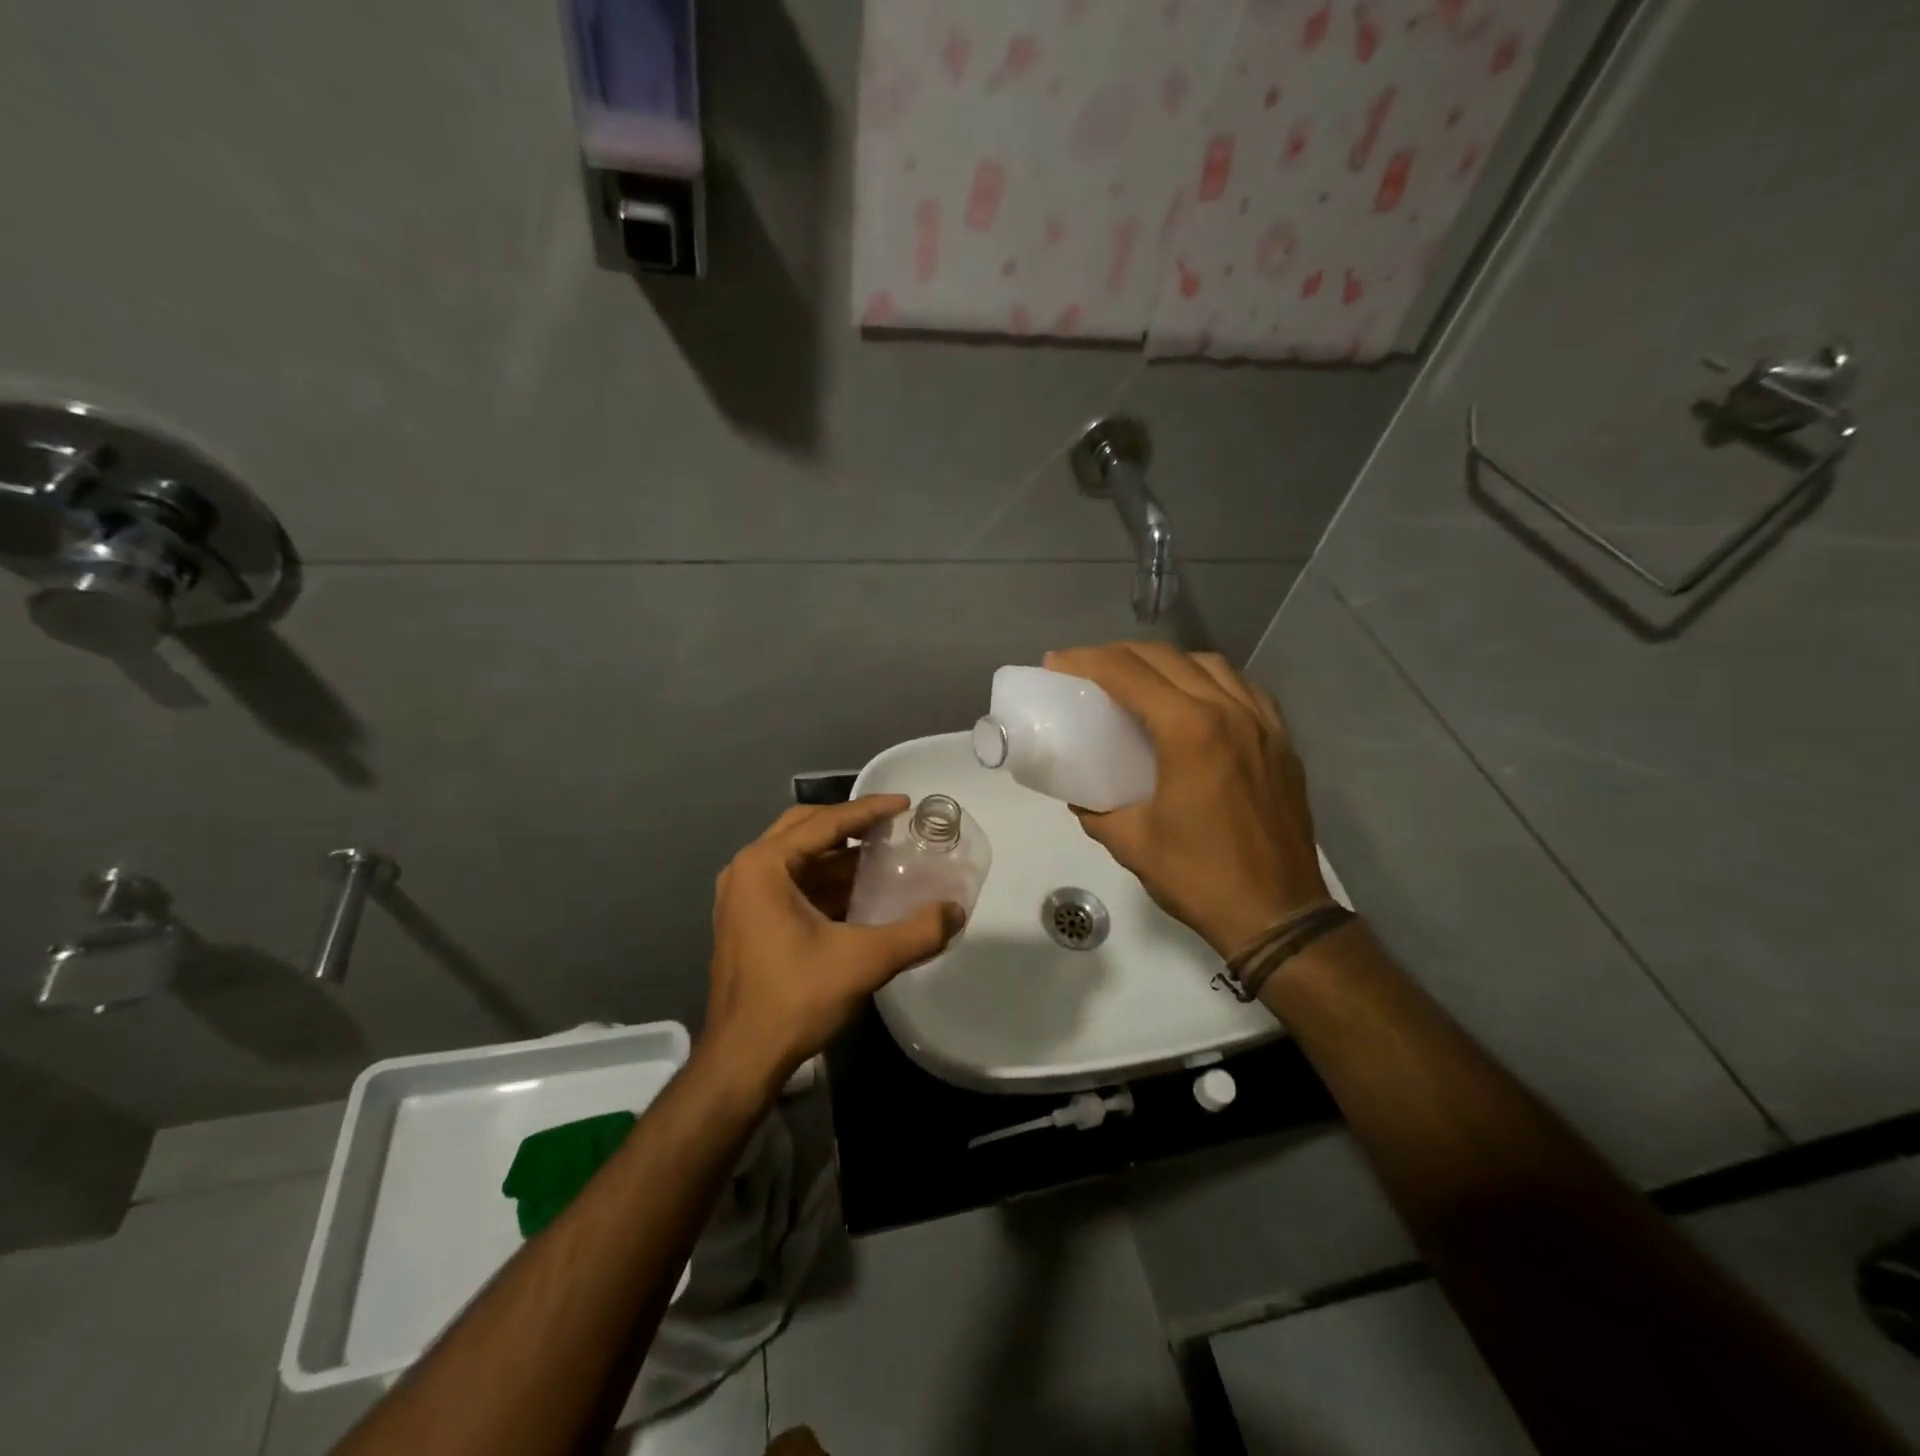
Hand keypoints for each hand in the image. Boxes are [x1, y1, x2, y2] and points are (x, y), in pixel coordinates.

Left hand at [704, 796, 963, 1088]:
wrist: (742, 1060)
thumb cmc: (795, 999)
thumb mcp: (864, 962)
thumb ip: (916, 933)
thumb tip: (957, 911)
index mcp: (764, 866)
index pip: (825, 822)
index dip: (869, 810)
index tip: (905, 803)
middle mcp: (747, 871)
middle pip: (806, 829)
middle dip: (850, 825)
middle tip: (891, 826)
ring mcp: (742, 897)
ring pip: (798, 858)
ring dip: (839, 856)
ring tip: (884, 856)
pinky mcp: (748, 921)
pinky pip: (791, 884)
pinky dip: (826, 881)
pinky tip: (860, 893)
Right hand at [1044, 642, 1327, 957]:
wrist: (1277, 914)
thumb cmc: (1199, 877)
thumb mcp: (1131, 842)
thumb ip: (1095, 810)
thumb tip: (1079, 795)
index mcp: (1189, 732)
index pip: (1128, 673)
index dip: (1086, 660)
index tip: (1057, 663)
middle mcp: (1230, 712)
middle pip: (1166, 658)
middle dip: (1120, 654)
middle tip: (1088, 670)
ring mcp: (1263, 724)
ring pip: (1210, 664)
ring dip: (1166, 663)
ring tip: (1140, 681)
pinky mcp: (1282, 741)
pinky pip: (1243, 688)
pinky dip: (1209, 681)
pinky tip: (1195, 701)